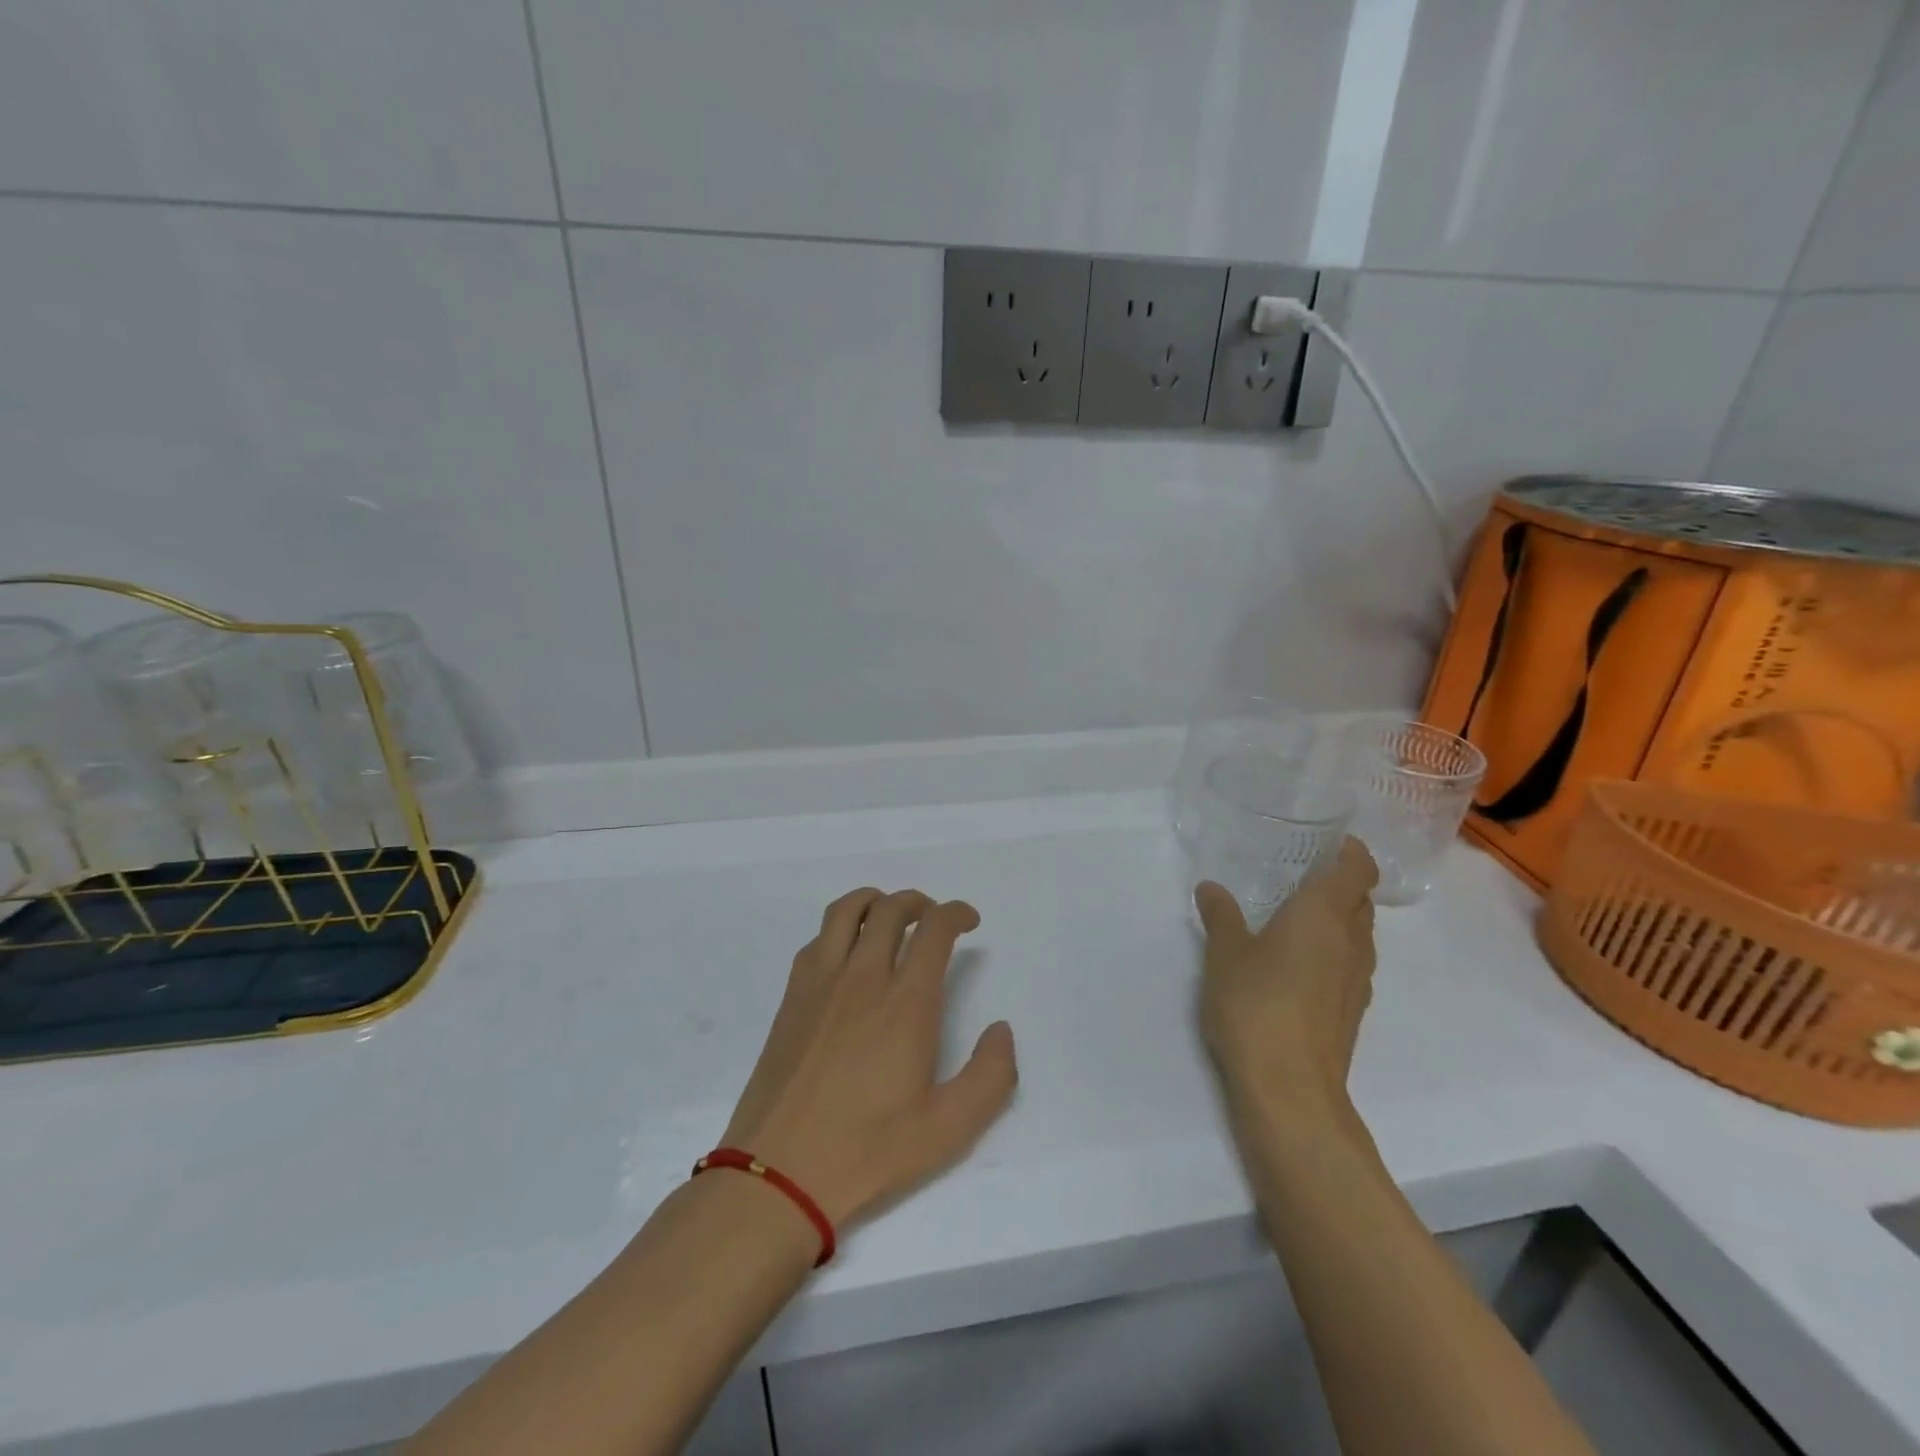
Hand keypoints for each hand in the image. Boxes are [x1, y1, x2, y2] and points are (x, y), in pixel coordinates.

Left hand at [720, 888, 1017, 1232]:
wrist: (776, 1174)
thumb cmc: (867, 1151)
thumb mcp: (948, 1130)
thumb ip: (990, 1077)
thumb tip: (1001, 1030)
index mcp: (906, 1003)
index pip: (934, 929)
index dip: (956, 913)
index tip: (969, 921)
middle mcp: (863, 977)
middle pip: (891, 909)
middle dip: (920, 902)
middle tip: (934, 919)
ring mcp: (821, 982)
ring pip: (847, 910)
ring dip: (876, 901)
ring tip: (890, 917)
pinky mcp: (792, 996)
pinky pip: (818, 937)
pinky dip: (841, 926)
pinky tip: (849, 953)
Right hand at [1195, 839, 1378, 1130]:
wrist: (1290, 1089)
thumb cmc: (1255, 1004)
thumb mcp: (1224, 953)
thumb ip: (1221, 916)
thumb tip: (1211, 888)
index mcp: (1324, 915)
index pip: (1358, 869)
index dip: (1351, 851)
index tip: (1329, 842)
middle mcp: (1351, 942)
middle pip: (1360, 900)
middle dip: (1340, 883)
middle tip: (1300, 875)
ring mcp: (1357, 981)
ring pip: (1358, 935)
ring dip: (1337, 919)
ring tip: (1295, 916)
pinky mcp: (1351, 1012)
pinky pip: (1349, 965)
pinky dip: (1332, 952)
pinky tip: (1296, 964)